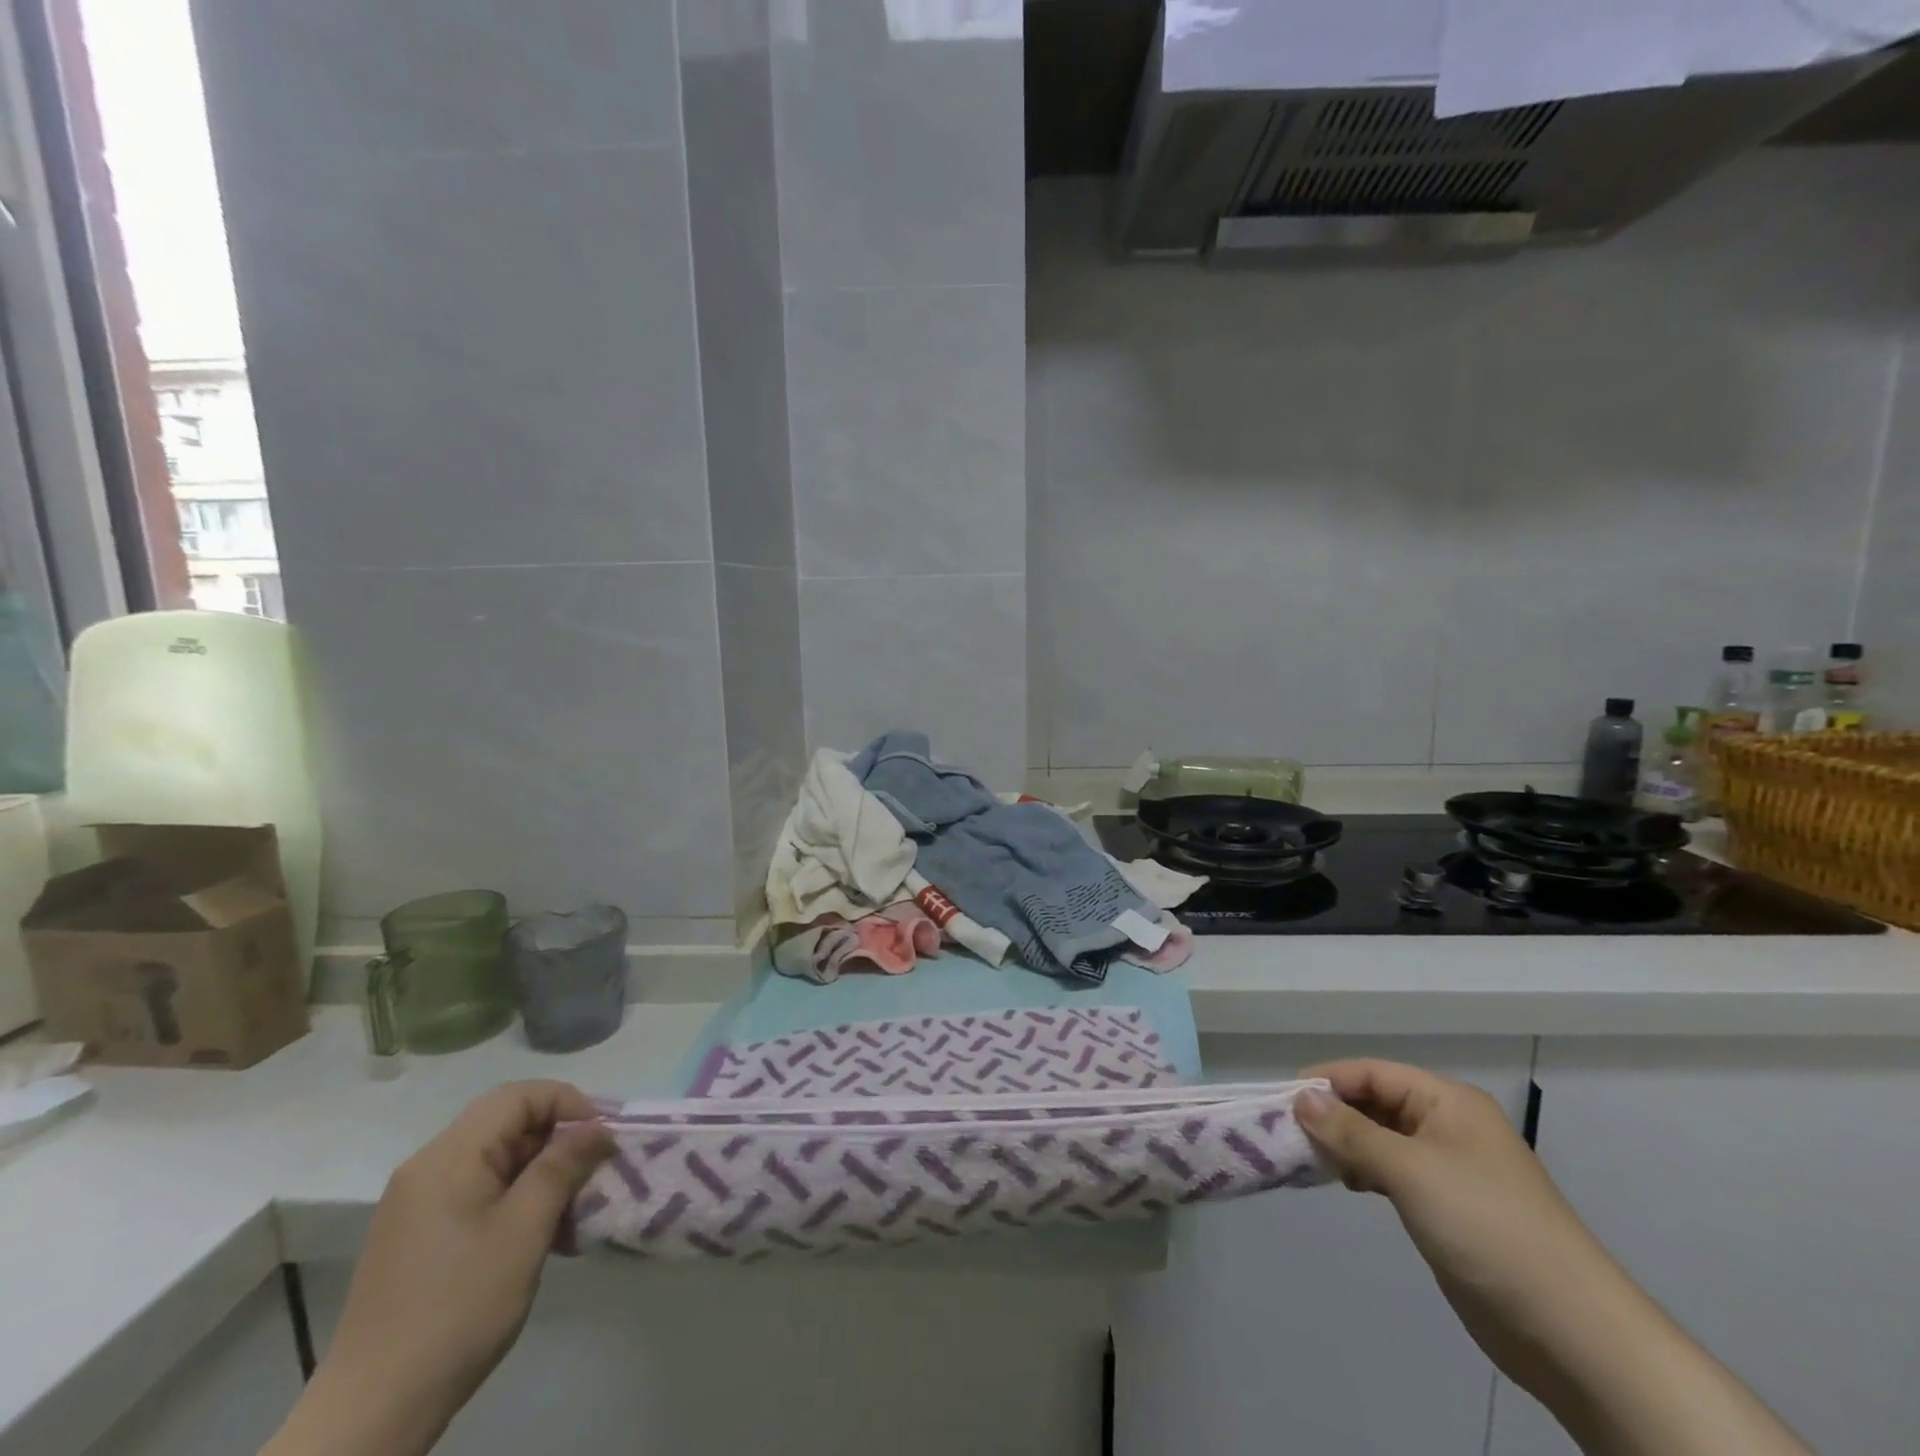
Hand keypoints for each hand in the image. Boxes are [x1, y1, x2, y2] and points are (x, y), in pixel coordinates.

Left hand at [265, 1082, 613, 1455]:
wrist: (372, 1413)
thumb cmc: (457, 1307)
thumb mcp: (525, 1230)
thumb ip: (563, 1166)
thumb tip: (599, 1127)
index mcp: (449, 1156)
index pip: (520, 1095)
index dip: (569, 1104)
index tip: (603, 1137)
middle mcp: (430, 1167)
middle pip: (509, 1125)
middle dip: (560, 1142)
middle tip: (597, 1173)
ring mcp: (421, 1204)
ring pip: (499, 1162)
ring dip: (544, 1177)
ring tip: (577, 1214)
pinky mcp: (421, 1236)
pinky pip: (481, 1193)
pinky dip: (519, 1202)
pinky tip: (546, 1239)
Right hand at [1294, 1060, 1603, 1394]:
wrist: (1573, 1332)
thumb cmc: (1487, 1228)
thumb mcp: (1410, 1171)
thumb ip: (1350, 1132)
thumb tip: (1301, 1099)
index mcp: (1447, 1101)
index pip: (1371, 1072)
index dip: (1325, 1081)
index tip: (1281, 1101)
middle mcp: (1447, 1125)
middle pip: (1374, 1102)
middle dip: (1331, 1113)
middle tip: (1285, 1132)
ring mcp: (1449, 1167)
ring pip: (1380, 1137)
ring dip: (1344, 1143)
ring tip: (1307, 1159)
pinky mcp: (1447, 1207)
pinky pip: (1392, 1171)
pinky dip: (1363, 1171)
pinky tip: (1344, 1184)